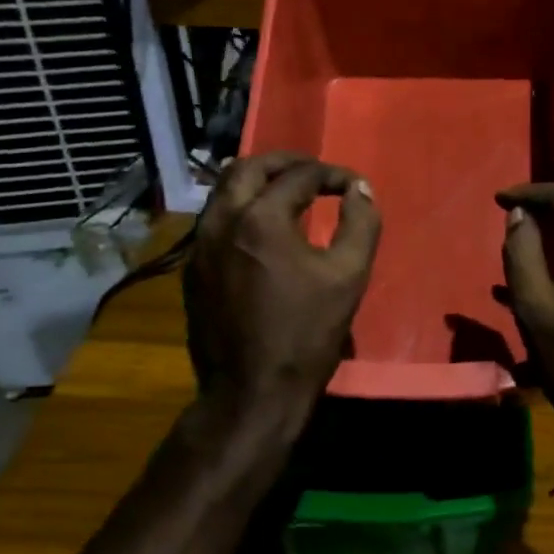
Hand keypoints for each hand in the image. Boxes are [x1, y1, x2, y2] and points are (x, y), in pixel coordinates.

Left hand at [183, 152, 380, 440]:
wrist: (252, 390)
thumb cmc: (307, 333)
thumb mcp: (348, 276)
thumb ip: (361, 223)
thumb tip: (360, 189)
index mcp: (262, 218)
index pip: (301, 176)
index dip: (332, 174)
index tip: (353, 185)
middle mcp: (222, 221)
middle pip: (249, 167)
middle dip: (285, 163)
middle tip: (314, 171)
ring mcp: (200, 245)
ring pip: (224, 190)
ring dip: (257, 181)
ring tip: (287, 191)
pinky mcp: (192, 269)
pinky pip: (214, 219)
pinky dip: (240, 208)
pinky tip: (261, 228)